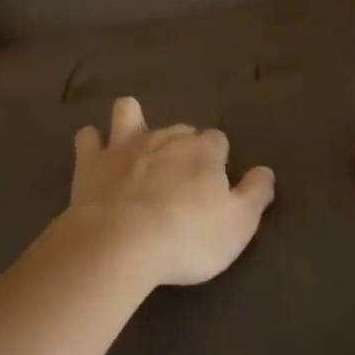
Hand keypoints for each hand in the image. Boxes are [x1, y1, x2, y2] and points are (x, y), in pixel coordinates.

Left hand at [62, 97, 275, 287]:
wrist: (123, 241)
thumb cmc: (188, 236)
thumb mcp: (238, 225)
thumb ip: (255, 194)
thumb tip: (266, 171)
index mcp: (203, 151)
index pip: (218, 141)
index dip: (218, 160)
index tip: (216, 183)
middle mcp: (166, 137)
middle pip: (179, 130)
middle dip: (182, 146)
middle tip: (180, 178)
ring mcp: (125, 144)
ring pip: (129, 113)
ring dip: (132, 122)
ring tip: (134, 144)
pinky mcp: (92, 160)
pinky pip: (88, 137)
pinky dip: (92, 143)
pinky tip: (94, 154)